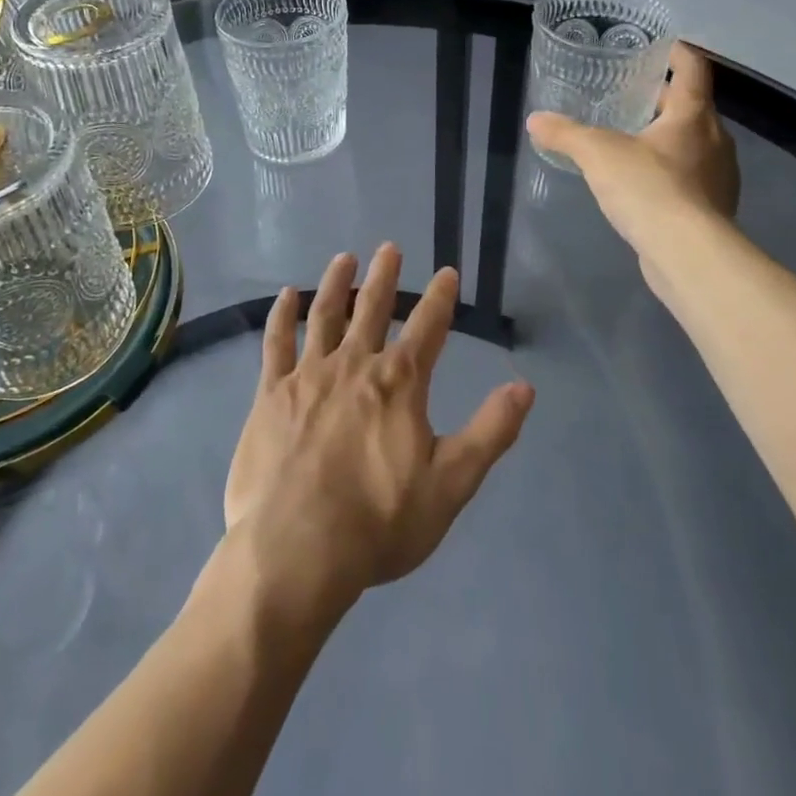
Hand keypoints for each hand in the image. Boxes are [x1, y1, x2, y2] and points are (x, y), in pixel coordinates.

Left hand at [222, 245, 534, 625]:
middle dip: (385, 276)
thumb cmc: (379, 522)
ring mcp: (308, 374)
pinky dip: (282, 315)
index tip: (447, 271)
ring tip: (345, 258)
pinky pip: (275, 342)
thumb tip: (524, 387)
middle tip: (390, 247)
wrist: (296, 548)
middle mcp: (354, 365)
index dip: (441, 298)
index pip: (428, 328)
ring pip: (325, 314)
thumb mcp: (450, 484)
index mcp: (399, 384)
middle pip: (373, 309)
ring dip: (336, 283)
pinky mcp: (270, 392)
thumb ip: (490, 432)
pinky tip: (286, 295)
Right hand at [526, 42, 739, 262]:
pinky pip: (691, 178)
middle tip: (629, 96)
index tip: (661, 46)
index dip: (678, 53)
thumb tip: (535, 120)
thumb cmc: (648, 188)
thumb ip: (565, 133)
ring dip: (668, 138)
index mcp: (693, 116)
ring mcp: (720, 177)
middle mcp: (716, 140)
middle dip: (663, 100)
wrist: (687, 254)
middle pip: (692, 107)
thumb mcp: (596, 153)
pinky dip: (670, 172)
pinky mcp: (714, 209)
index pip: (693, 69)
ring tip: (632, 141)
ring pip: (694, 144)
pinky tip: (643, 184)